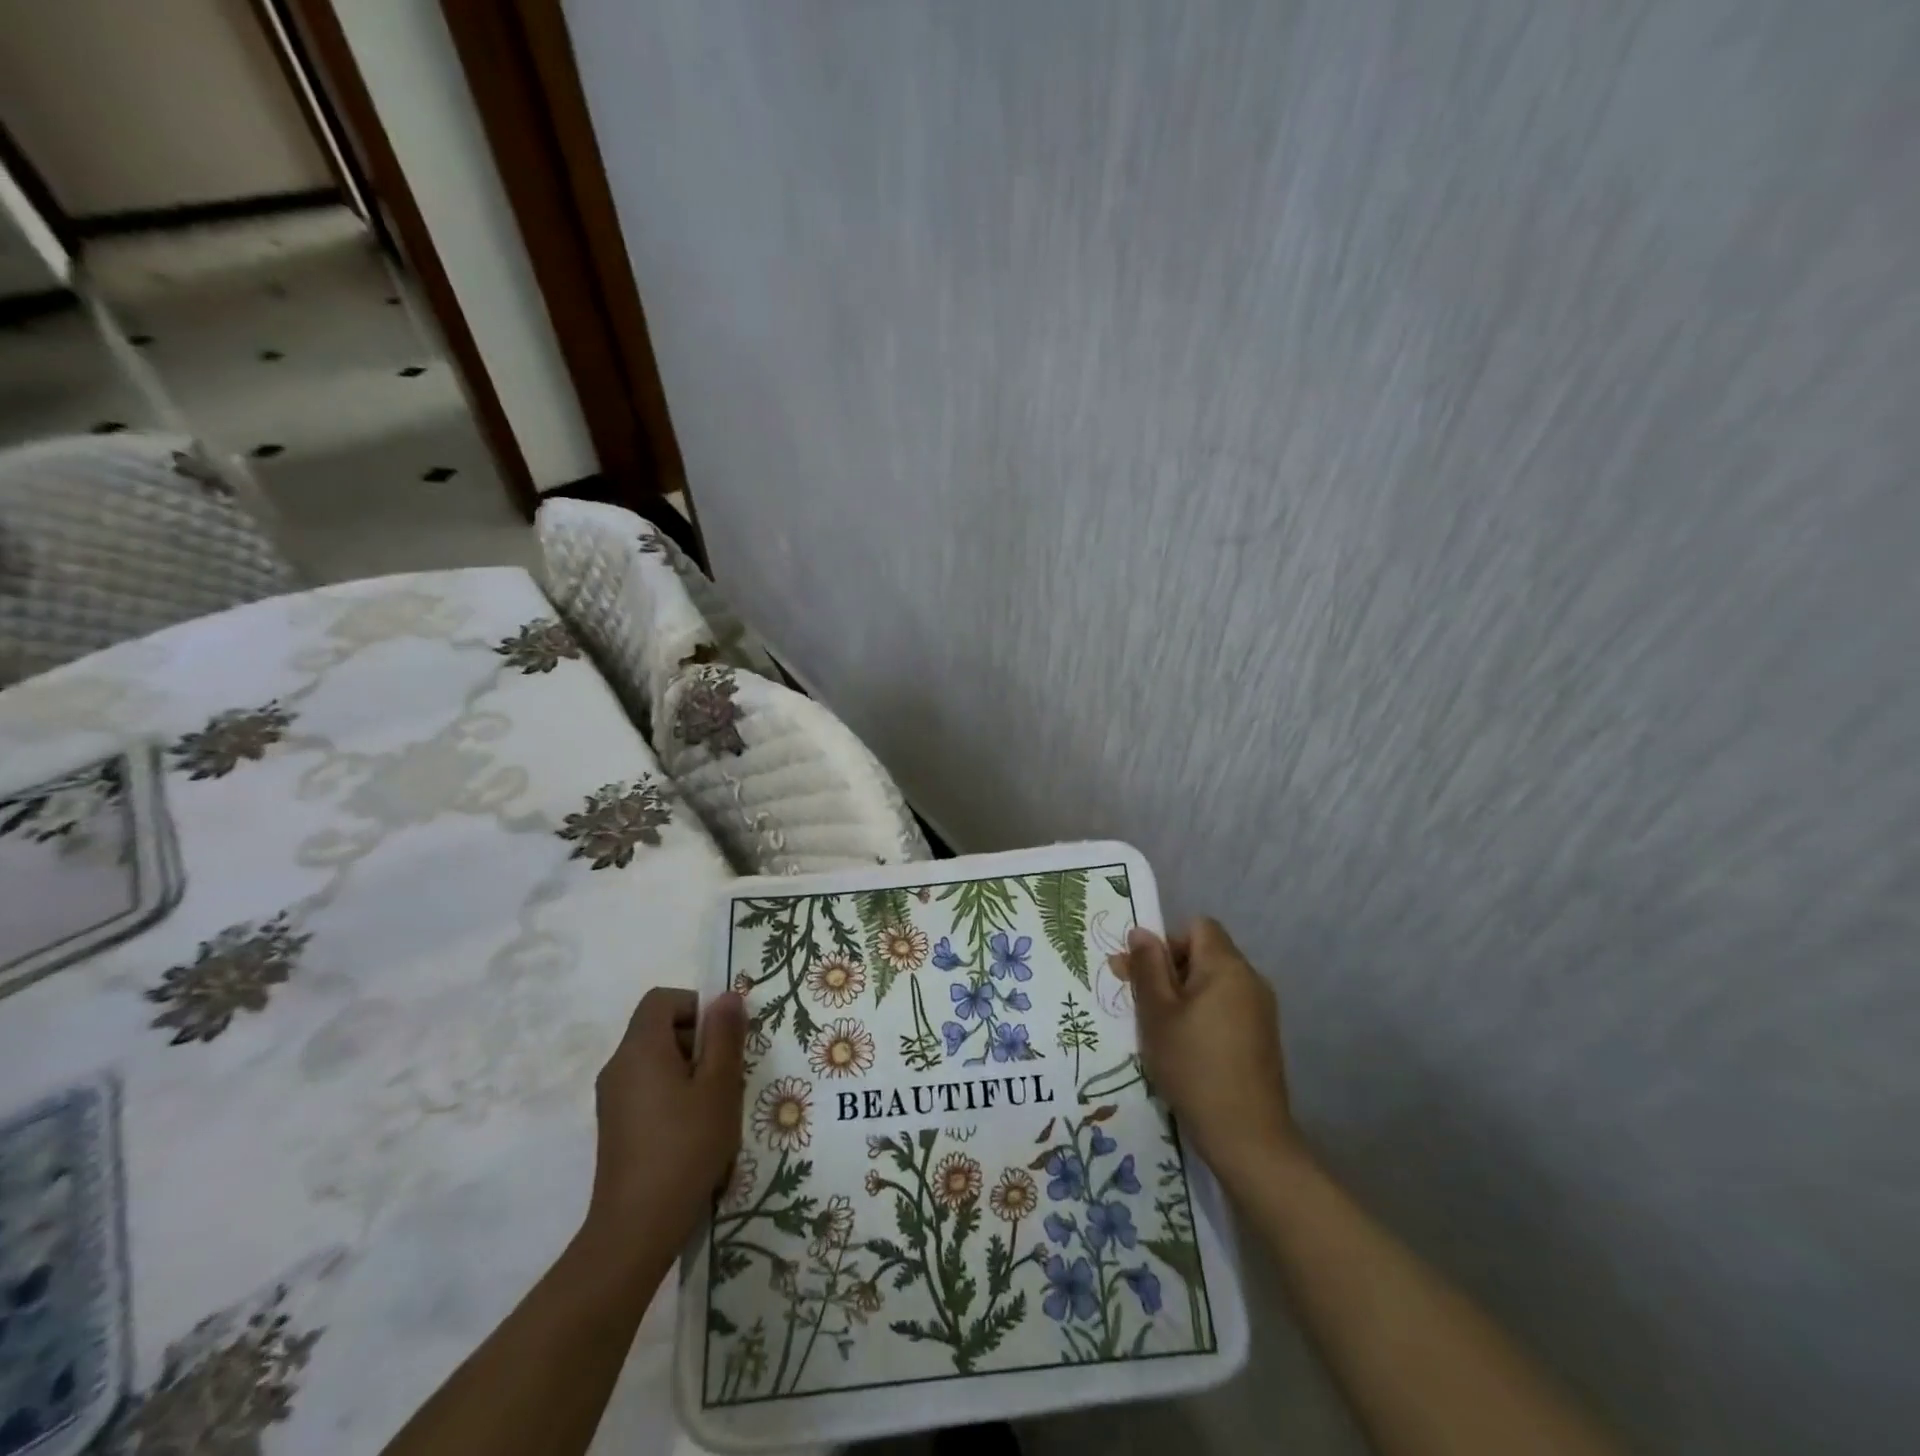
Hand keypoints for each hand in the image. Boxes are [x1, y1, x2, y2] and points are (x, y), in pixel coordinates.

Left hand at [583, 987, 746, 1250]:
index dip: (695, 1005)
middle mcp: (619, 1066)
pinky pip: (648, 1088)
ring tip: (716, 1105)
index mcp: (640, 1049)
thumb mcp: (719, 1086)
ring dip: (690, 1070)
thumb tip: (726, 997)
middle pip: (659, 1028)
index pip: (662, 999)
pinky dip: (674, 1093)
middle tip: (727, 1073)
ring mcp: (612, 1099)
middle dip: (698, 1040)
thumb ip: (725, 1036)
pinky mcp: (615, 1126)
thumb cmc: (685, 1147)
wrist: (636, 1230)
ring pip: (657, 1060)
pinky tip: (695, 1129)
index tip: (723, 1036)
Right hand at [1111, 919, 1297, 1181]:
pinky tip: (1185, 1047)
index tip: (1143, 974)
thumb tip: (1141, 932)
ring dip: (1183, 994)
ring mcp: (1261, 1010)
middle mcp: (1250, 979)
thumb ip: (1148, 968)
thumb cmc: (1193, 1066)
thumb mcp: (1157, 1014)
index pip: (1197, 926)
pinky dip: (1202, 1014)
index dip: (1167, 942)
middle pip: (1205, 953)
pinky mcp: (1262, 1037)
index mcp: (1227, 967)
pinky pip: (1226, 1006)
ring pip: (1213, 982)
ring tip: (1158, 1028)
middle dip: (1169, 969)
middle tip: (1138, 1003)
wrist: (1247, 1137)